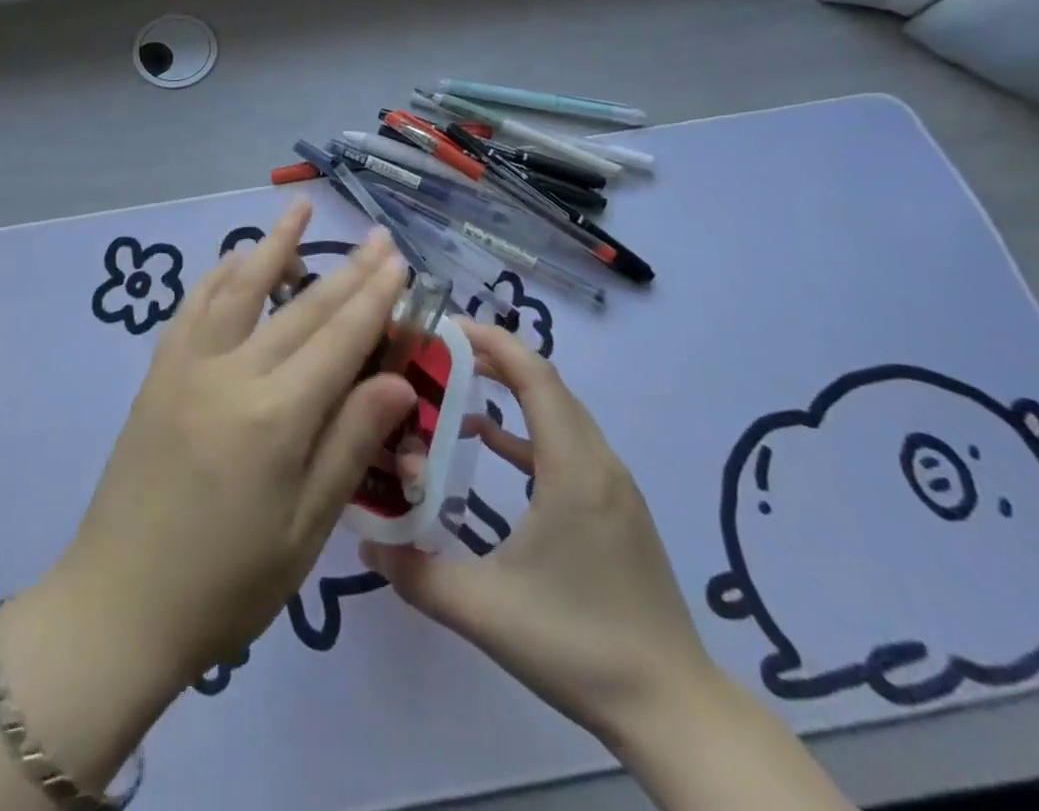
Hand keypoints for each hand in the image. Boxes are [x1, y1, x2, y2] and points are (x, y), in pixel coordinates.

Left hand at [46, 200, 415, 691]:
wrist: (119, 604)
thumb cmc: (227, 584)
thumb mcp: (306, 530)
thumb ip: (350, 445)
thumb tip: (396, 380)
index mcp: (276, 416)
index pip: (339, 339)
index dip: (374, 297)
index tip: (398, 260)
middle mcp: (231, 372)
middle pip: (300, 308)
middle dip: (346, 269)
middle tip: (377, 236)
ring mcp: (187, 365)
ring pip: (239, 287)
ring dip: (273, 245)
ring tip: (299, 210)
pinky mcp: (159, 372)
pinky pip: (193, 306)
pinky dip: (219, 274)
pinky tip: (235, 258)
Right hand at [361, 319, 720, 744]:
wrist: (674, 711)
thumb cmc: (580, 646)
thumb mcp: (486, 610)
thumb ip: (417, 573)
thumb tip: (364, 542)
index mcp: (573, 469)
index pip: (535, 376)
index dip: (491, 342)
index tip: (443, 327)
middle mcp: (598, 462)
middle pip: (545, 383)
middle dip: (491, 357)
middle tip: (435, 352)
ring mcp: (611, 485)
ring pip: (557, 412)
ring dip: (509, 391)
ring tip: (452, 386)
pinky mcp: (614, 508)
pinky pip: (565, 444)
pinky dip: (524, 430)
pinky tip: (487, 443)